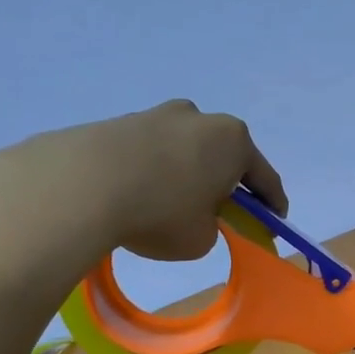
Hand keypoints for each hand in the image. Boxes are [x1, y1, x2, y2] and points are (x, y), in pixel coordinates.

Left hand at [0, 100, 286, 303]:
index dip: (272, 205)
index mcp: (233, 141)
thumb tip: (196, 211)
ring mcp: (157, 115)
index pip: (264, 178)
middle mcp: (199, 118)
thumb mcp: (203, 238)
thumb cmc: (160, 213)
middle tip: (222, 213)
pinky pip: (150, 153)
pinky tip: (140, 196)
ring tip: (173, 206)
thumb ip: (212, 224)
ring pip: (184, 151)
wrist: (81, 186)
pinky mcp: (119, 122)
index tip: (273, 222)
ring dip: (187, 174)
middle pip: (223, 156)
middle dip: (226, 183)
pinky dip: (153, 173)